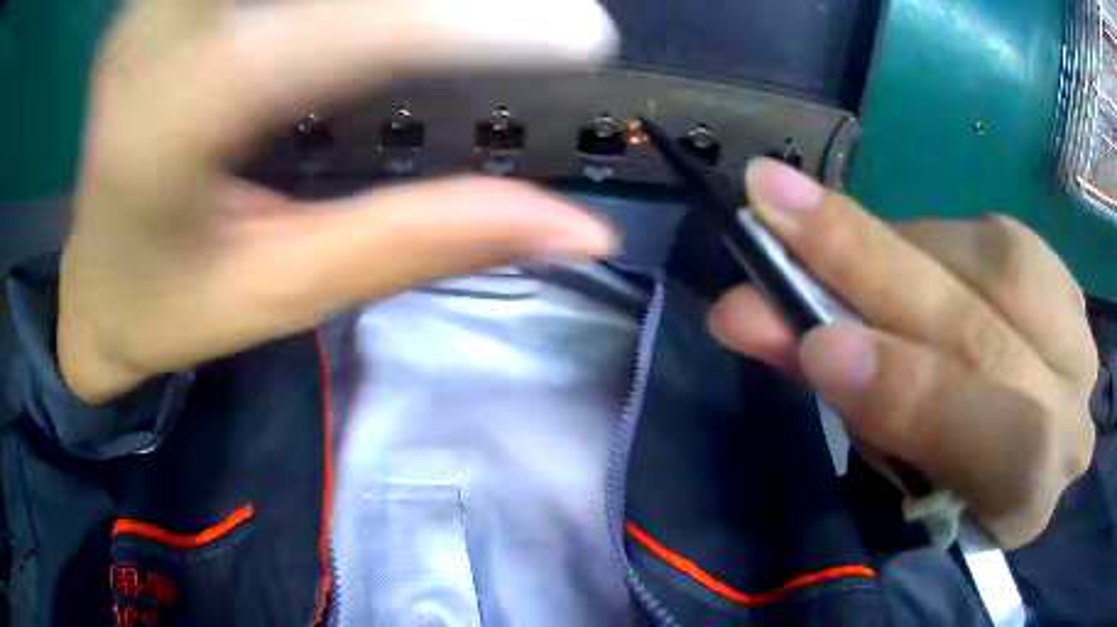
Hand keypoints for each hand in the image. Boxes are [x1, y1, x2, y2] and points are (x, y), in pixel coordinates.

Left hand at [60, 0, 617, 402]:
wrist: (91, 283)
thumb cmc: (166, 308)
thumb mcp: (282, 293)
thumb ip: (418, 243)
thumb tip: (574, 226)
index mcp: (167, 125)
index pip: (330, 35)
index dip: (463, 22)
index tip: (582, 33)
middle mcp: (155, 36)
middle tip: (534, 14)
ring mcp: (158, 0)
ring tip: (472, 18)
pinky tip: (378, 16)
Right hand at [709, 159, 1098, 548]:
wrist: (1009, 437)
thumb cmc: (944, 475)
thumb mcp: (893, 465)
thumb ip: (842, 396)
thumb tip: (754, 318)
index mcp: (1029, 498)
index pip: (995, 446)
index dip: (910, 392)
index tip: (816, 343)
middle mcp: (1073, 416)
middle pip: (990, 336)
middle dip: (874, 268)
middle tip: (775, 207)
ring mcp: (1080, 341)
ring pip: (999, 267)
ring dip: (904, 245)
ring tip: (829, 228)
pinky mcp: (1068, 286)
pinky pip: (1006, 238)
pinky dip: (943, 236)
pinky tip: (914, 252)